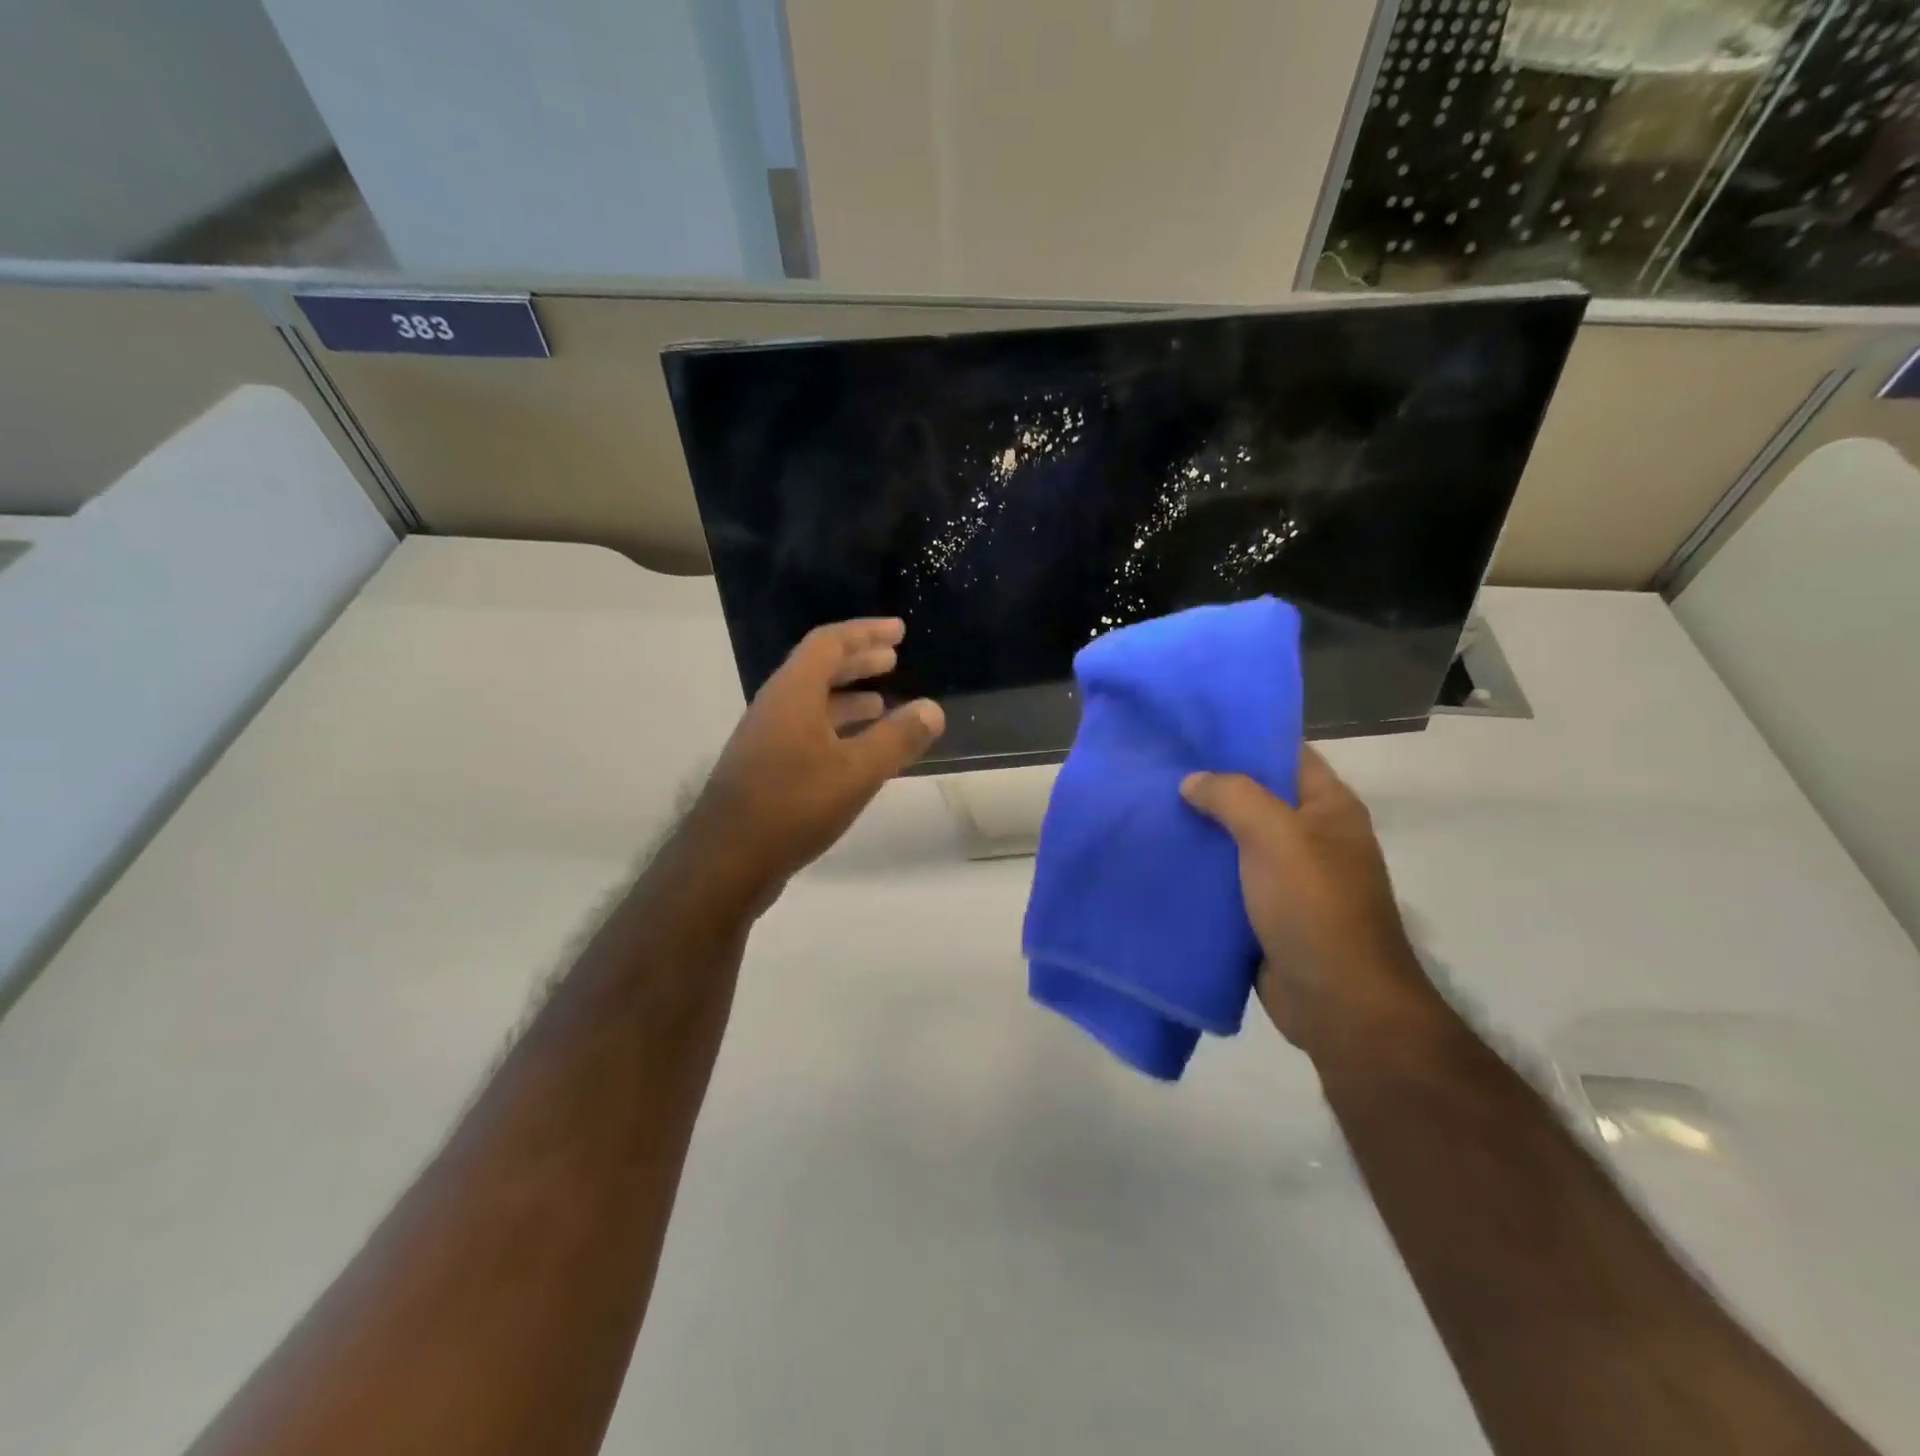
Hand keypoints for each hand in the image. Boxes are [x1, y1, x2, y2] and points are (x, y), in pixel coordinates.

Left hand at [684, 619, 944, 911]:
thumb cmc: (793, 806)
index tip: (899, 631)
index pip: (830, 643)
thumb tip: (933, 709)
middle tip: (893, 659)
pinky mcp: (765, 768)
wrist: (726, 860)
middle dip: (858, 660)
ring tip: (883, 703)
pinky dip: (836, 728)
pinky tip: (855, 752)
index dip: (866, 632)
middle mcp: (776, 706)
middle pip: (818, 668)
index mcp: (794, 693)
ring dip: (848, 697)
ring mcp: (766, 738)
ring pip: (812, 702)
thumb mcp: (857, 772)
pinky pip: (806, 730)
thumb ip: (898, 739)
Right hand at [1180, 747, 1437, 1059]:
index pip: (1285, 754)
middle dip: (1209, 785)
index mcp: (1328, 808)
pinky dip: (1199, 870)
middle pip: (1255, 797)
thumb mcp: (1276, 837)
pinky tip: (1161, 857)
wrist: (1338, 1004)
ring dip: (1199, 829)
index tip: (1192, 729)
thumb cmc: (1314, 907)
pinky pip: (1226, 880)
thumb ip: (1233, 797)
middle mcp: (1310, 837)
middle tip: (1157, 768)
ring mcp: (1287, 877)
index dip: (1243, 737)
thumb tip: (1192, 781)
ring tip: (1148, 807)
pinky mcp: (1265, 912)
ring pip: (1235, 840)